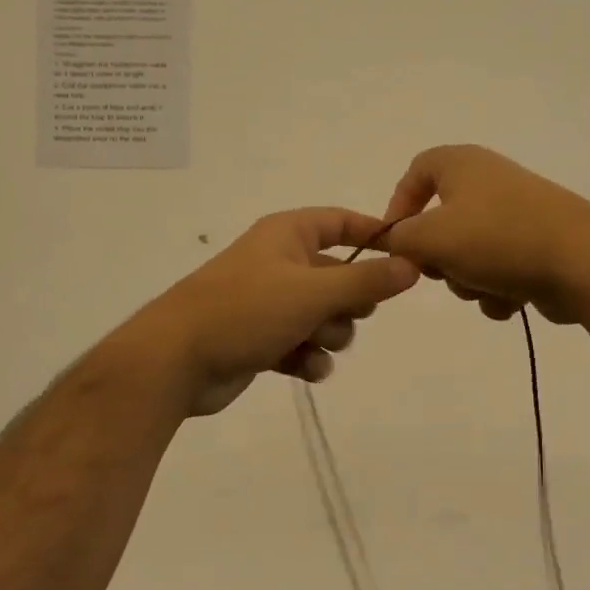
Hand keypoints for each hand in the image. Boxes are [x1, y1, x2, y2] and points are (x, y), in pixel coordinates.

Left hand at [127, 208, 420, 416]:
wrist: (177, 361)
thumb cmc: (245, 311)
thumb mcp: (312, 292)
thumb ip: (366, 281)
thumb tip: (412, 265)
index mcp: (286, 235)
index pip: (339, 221)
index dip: (371, 235)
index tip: (404, 256)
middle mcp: (279, 263)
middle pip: (339, 275)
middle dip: (350, 301)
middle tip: (350, 313)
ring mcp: (270, 304)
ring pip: (325, 316)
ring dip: (330, 334)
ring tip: (313, 342)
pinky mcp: (262, 340)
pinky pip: (304, 345)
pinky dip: (309, 357)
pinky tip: (304, 368)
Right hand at [379, 145, 589, 324]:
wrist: (581, 263)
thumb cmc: (497, 239)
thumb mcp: (430, 238)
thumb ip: (398, 240)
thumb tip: (394, 243)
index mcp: (463, 164)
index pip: (416, 171)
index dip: (398, 205)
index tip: (394, 242)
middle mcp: (490, 181)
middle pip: (440, 221)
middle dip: (438, 256)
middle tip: (441, 272)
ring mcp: (517, 214)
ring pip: (468, 253)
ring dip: (467, 280)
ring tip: (485, 287)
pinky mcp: (538, 246)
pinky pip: (499, 269)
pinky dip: (498, 288)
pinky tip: (512, 298)